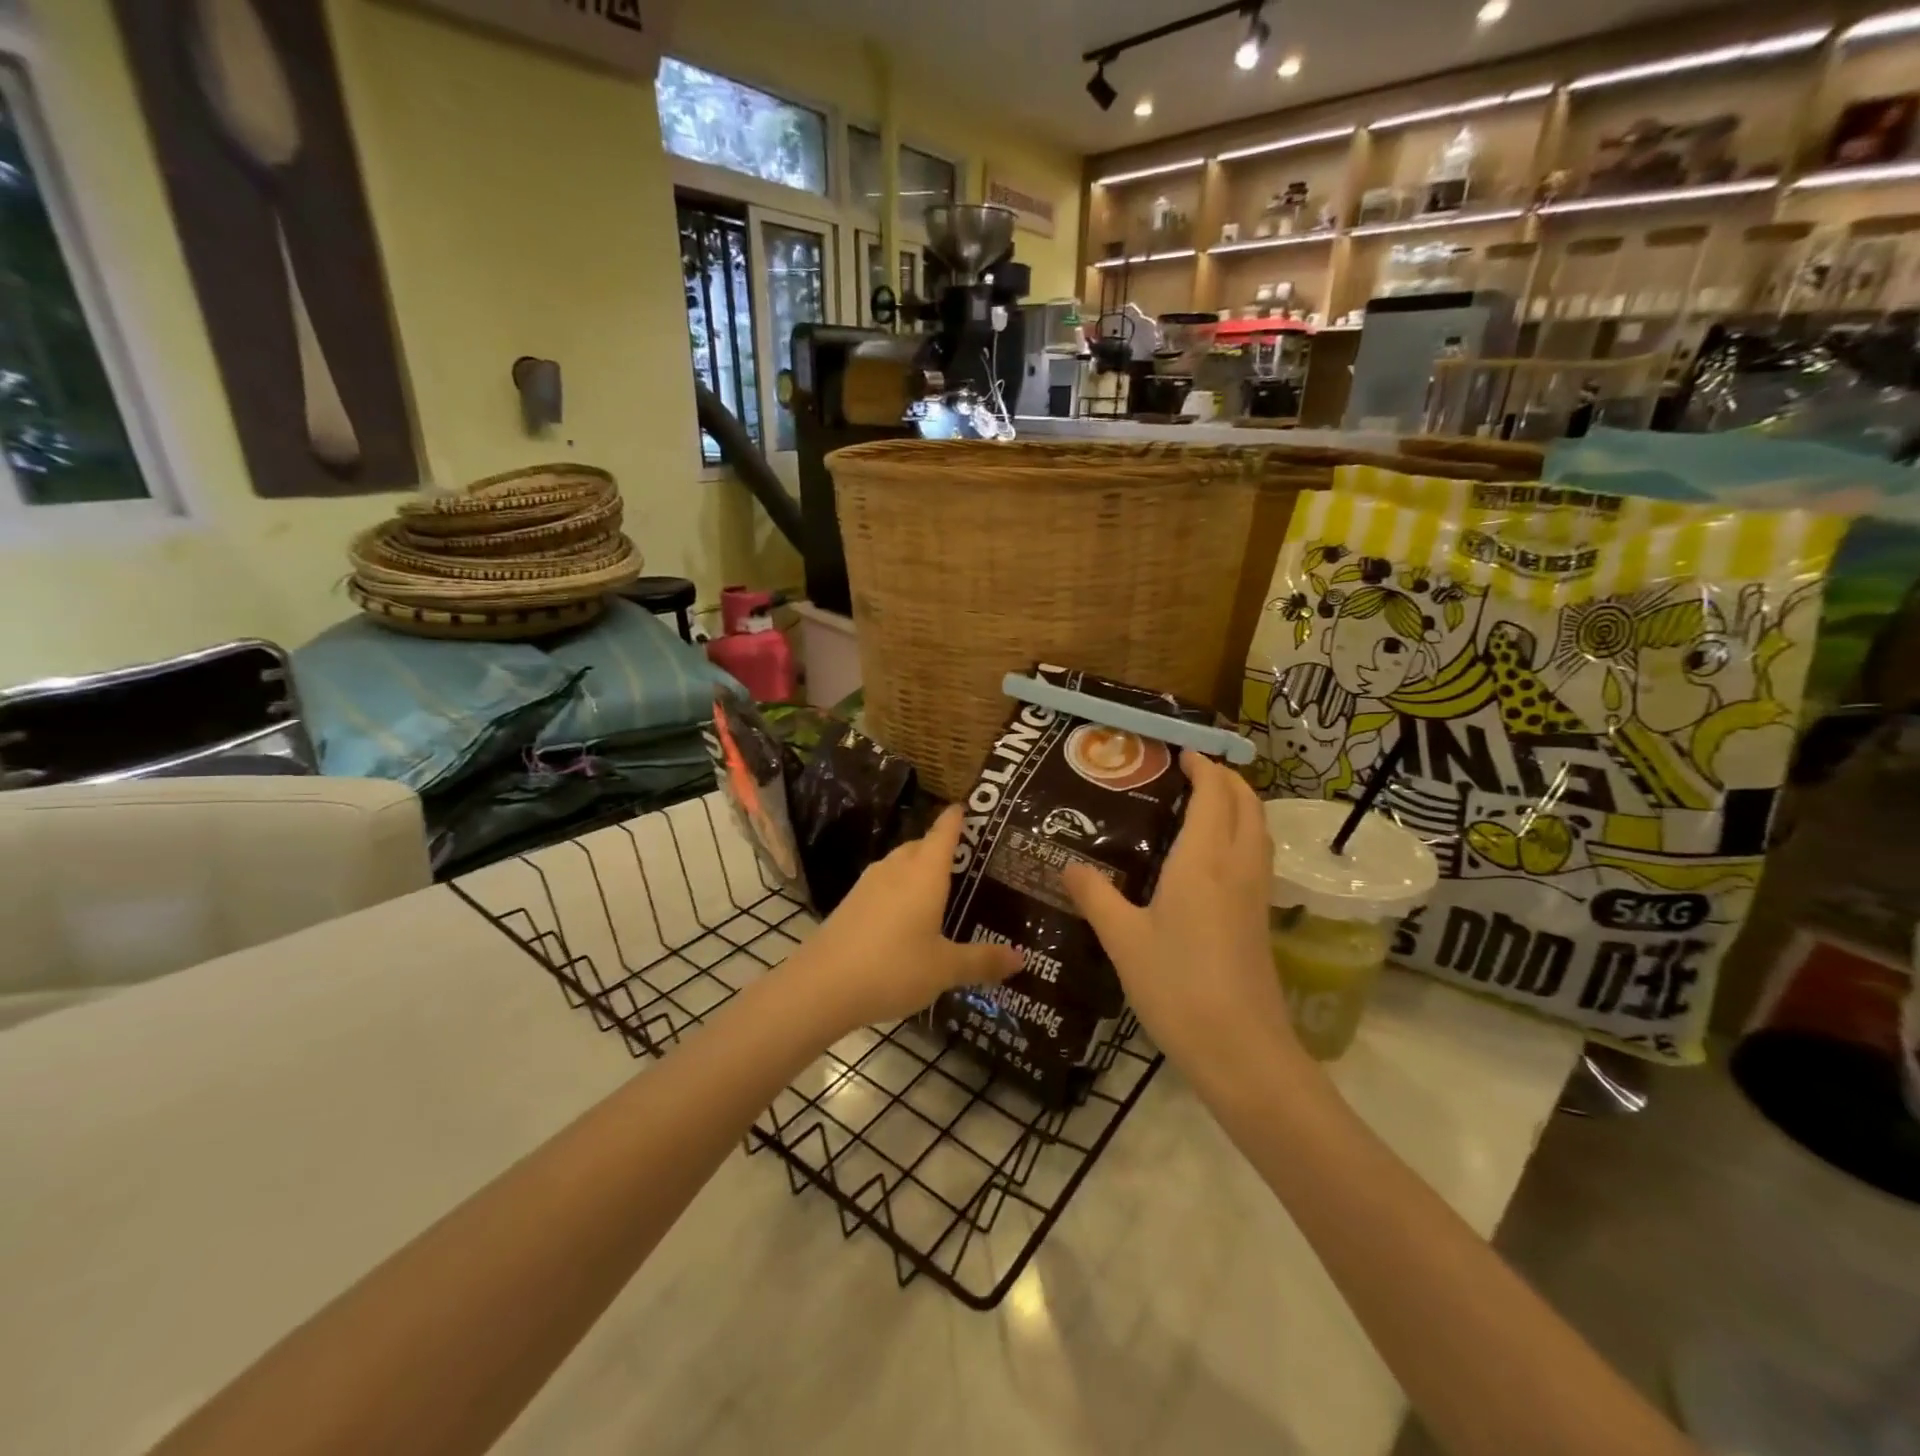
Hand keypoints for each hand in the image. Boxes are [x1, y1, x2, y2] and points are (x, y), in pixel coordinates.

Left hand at [788, 805, 1021, 1033]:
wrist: (821, 986)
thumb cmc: (893, 968)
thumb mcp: (945, 968)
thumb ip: (982, 960)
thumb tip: (1021, 957)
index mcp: (924, 873)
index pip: (944, 832)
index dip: (956, 818)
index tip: (967, 807)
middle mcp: (896, 869)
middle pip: (921, 845)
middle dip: (940, 846)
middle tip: (966, 859)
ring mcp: (868, 884)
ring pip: (899, 864)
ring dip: (918, 869)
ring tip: (939, 888)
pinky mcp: (851, 903)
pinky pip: (884, 884)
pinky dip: (900, 890)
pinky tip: (906, 915)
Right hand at [1063, 751, 1299, 1076]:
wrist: (1241, 1049)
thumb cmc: (1176, 986)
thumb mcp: (1123, 940)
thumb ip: (1095, 896)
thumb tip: (1067, 865)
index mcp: (1202, 860)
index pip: (1214, 794)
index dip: (1203, 767)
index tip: (1182, 753)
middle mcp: (1237, 866)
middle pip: (1247, 804)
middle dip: (1227, 778)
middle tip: (1194, 771)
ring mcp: (1256, 894)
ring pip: (1259, 830)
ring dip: (1240, 804)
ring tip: (1205, 803)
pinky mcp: (1261, 920)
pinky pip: (1258, 856)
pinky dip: (1242, 834)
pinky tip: (1214, 857)